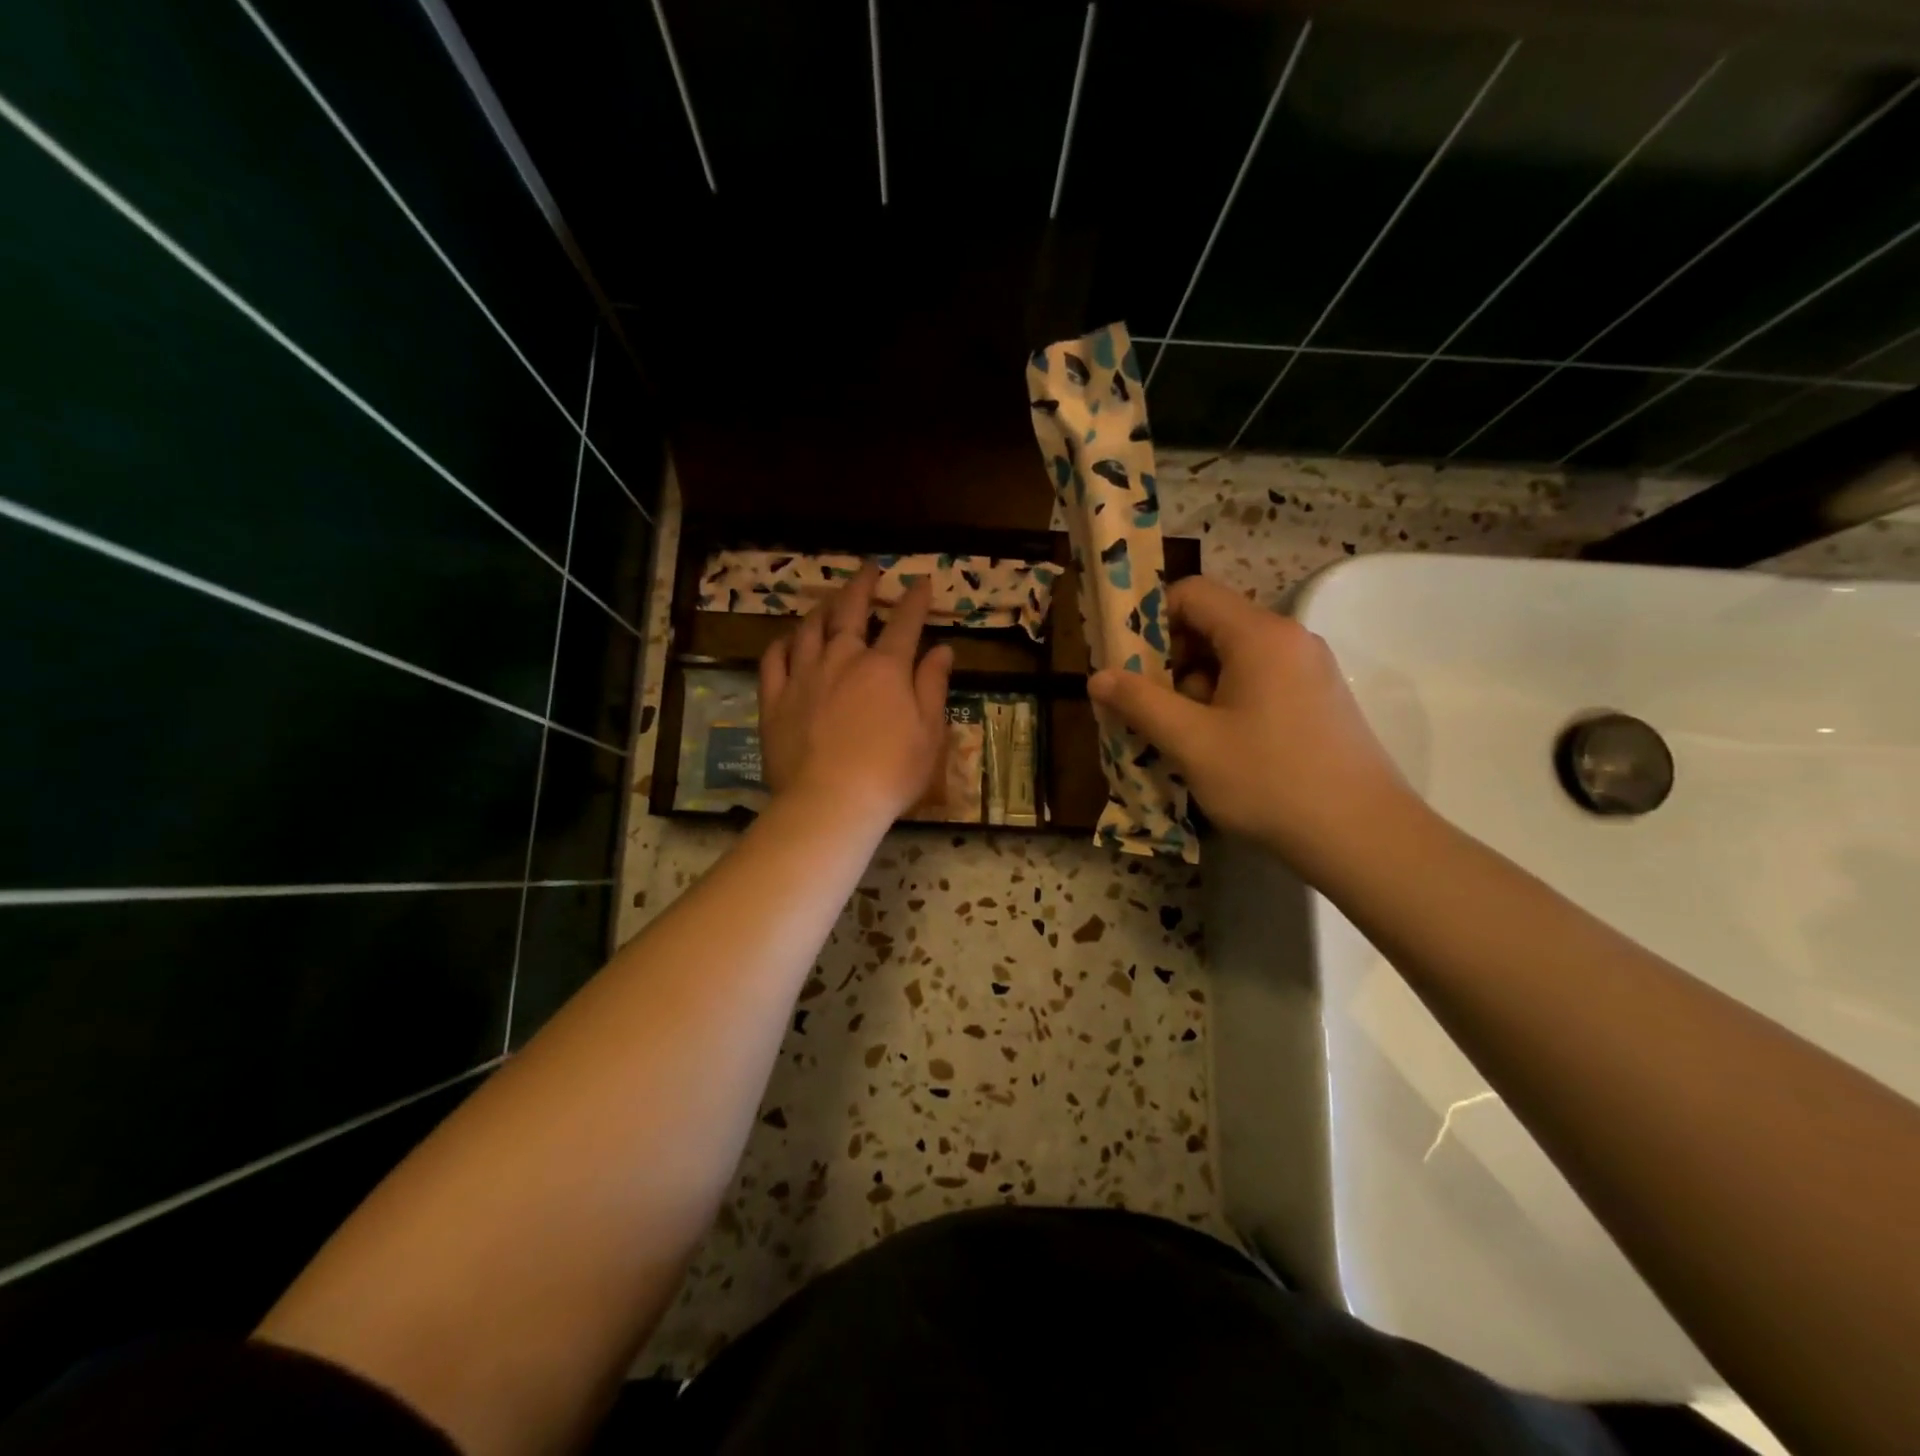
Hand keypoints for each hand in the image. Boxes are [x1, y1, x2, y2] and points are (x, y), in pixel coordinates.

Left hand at [758, 562, 954, 824]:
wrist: (830, 802)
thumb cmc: (890, 772)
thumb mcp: (929, 733)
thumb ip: (933, 686)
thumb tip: (942, 649)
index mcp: (885, 667)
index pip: (904, 622)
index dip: (914, 600)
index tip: (920, 582)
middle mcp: (842, 659)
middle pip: (850, 611)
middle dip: (862, 586)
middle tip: (868, 569)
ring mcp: (804, 676)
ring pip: (809, 629)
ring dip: (822, 609)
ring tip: (829, 600)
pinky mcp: (775, 699)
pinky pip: (774, 659)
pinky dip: (782, 643)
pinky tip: (788, 640)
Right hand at [1088, 576, 1411, 875]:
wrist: (1362, 836)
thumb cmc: (1268, 780)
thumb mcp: (1191, 742)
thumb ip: (1139, 702)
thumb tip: (1097, 677)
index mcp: (1259, 634)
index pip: (1192, 593)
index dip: (1149, 619)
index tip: (1127, 663)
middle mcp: (1289, 639)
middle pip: (1212, 626)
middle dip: (1169, 661)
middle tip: (1146, 708)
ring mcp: (1309, 669)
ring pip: (1234, 659)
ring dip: (1195, 688)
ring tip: (1178, 737)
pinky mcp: (1319, 700)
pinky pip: (1258, 683)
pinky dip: (1226, 703)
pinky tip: (1216, 748)